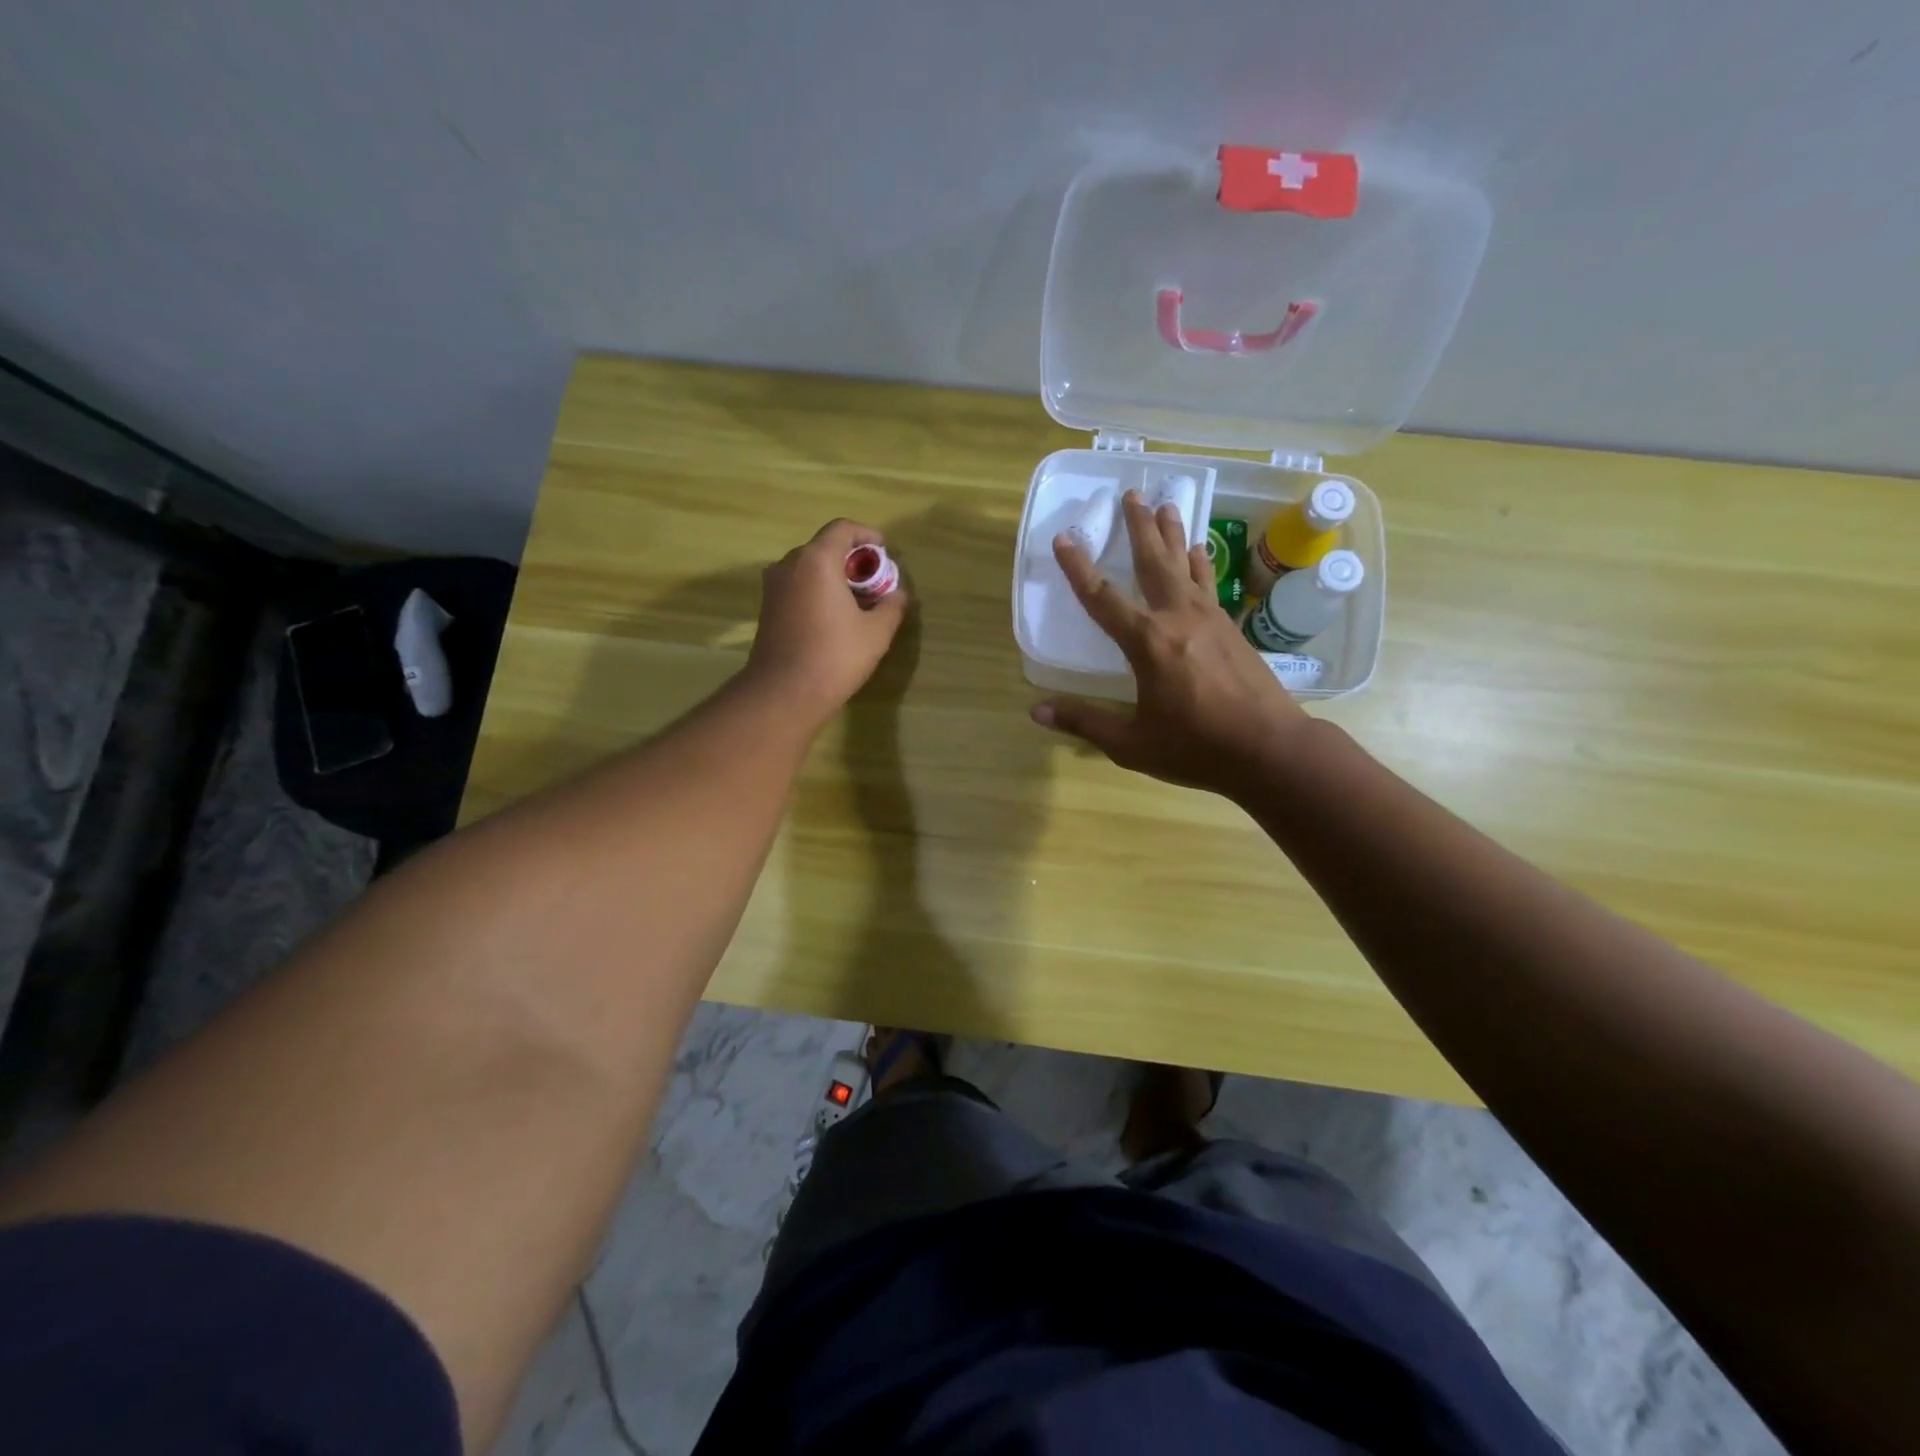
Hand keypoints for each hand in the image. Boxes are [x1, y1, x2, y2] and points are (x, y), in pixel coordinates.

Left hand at [744, 518, 907, 725]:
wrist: (784, 693)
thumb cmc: (834, 656)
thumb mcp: (876, 632)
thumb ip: (892, 606)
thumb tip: (898, 594)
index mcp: (817, 560)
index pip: (843, 529)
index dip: (867, 535)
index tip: (885, 552)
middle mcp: (790, 565)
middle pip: (824, 547)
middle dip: (853, 560)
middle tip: (876, 582)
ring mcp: (774, 587)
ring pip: (809, 568)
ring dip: (835, 577)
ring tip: (858, 601)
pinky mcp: (768, 608)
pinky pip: (798, 586)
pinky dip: (818, 591)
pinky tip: (835, 617)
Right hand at [1032, 491, 1310, 796]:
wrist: (1270, 749)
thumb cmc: (1196, 747)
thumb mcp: (1132, 743)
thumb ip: (1085, 722)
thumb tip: (1037, 711)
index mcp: (1147, 643)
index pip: (1103, 599)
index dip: (1079, 568)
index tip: (1064, 538)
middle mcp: (1177, 618)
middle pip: (1153, 563)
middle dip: (1138, 528)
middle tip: (1131, 494)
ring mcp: (1209, 619)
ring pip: (1185, 565)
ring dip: (1173, 534)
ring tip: (1166, 504)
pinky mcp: (1230, 628)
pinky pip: (1208, 584)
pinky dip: (1200, 564)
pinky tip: (1199, 552)